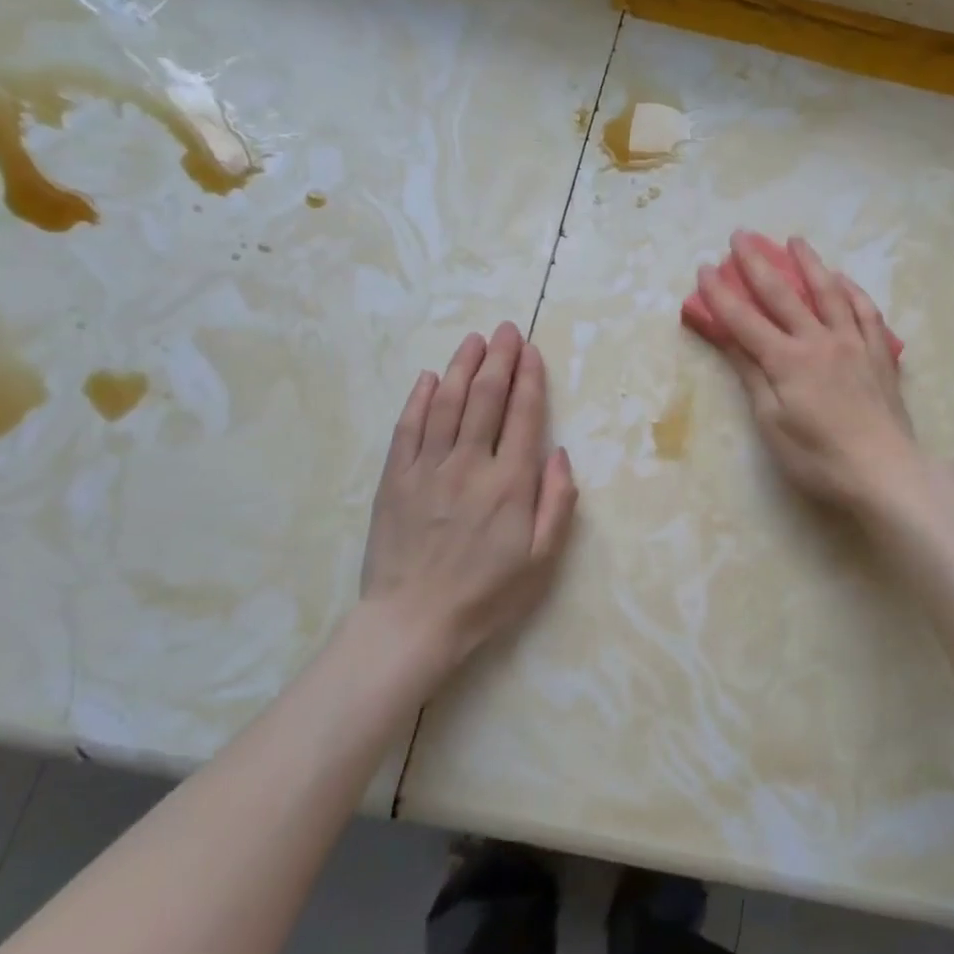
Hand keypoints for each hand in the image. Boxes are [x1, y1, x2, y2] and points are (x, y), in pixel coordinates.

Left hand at [359, 323, 577, 670]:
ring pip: (445, 404)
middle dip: (499, 359)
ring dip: (461, 367)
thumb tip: (558, 453)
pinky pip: (407, 428)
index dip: (529, 378)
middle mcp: (469, 464)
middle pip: (485, 399)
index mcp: (509, 483)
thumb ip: (557, 502)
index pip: (523, 415)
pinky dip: (418, 399)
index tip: (531, 351)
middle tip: (506, 330)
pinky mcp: (395, 480)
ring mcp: (427, 469)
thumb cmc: (487, 594)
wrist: (413, 623)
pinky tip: (427, 378)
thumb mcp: (542, 559)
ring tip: (473, 340)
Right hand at [694, 232, 920, 512]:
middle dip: (757, 263)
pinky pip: (865, 312)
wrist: (884, 470)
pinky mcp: (879, 353)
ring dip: (809, 263)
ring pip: (829, 292)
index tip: (703, 268)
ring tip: (795, 240)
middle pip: (783, 295)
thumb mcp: (772, 423)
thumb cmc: (819, 457)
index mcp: (787, 360)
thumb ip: (752, 375)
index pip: (744, 320)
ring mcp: (853, 343)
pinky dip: (852, 291)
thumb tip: (728, 338)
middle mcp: (819, 340)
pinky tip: (844, 280)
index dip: (720, 294)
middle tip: (741, 236)